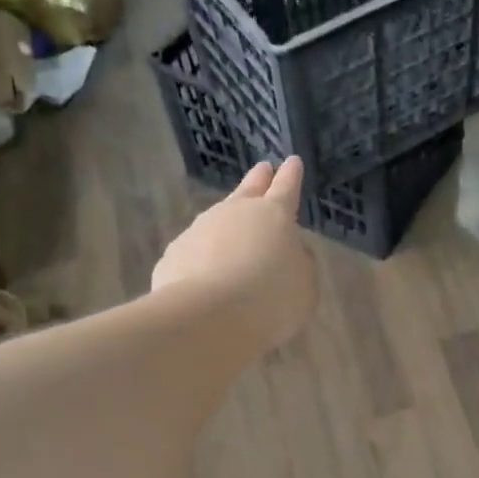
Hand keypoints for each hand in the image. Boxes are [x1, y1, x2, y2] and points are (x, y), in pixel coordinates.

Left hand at [152, 159, 316, 352]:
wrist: (208, 316)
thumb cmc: (271, 298)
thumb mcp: (304, 285)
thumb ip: (299, 263)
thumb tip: (290, 252)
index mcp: (274, 215)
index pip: (286, 187)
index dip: (291, 175)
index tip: (292, 161)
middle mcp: (235, 212)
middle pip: (249, 189)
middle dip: (259, 179)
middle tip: (263, 168)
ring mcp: (200, 229)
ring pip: (218, 218)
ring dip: (228, 222)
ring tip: (234, 238)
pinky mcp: (174, 254)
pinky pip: (196, 251)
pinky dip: (203, 258)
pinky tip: (206, 276)